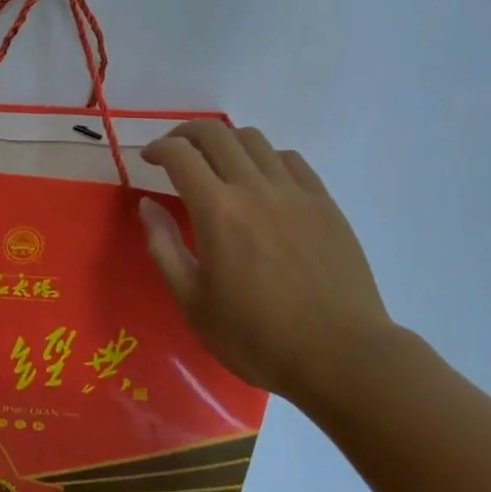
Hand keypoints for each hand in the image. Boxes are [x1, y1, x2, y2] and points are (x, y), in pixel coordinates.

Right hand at [140, 119, 396, 403]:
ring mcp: (294, 192)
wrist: (342, 357)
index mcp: (218, 212)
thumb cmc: (258, 339)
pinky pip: (289, 159)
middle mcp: (254, 189)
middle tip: (175, 152)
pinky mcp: (324, 202)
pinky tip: (262, 181)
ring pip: (253, 139)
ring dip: (225, 142)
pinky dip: (265, 158)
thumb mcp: (194, 304)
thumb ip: (164, 248)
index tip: (149, 159)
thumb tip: (148, 205)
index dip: (158, 148)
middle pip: (215, 134)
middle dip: (186, 134)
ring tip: (218, 164)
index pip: (180, 154)